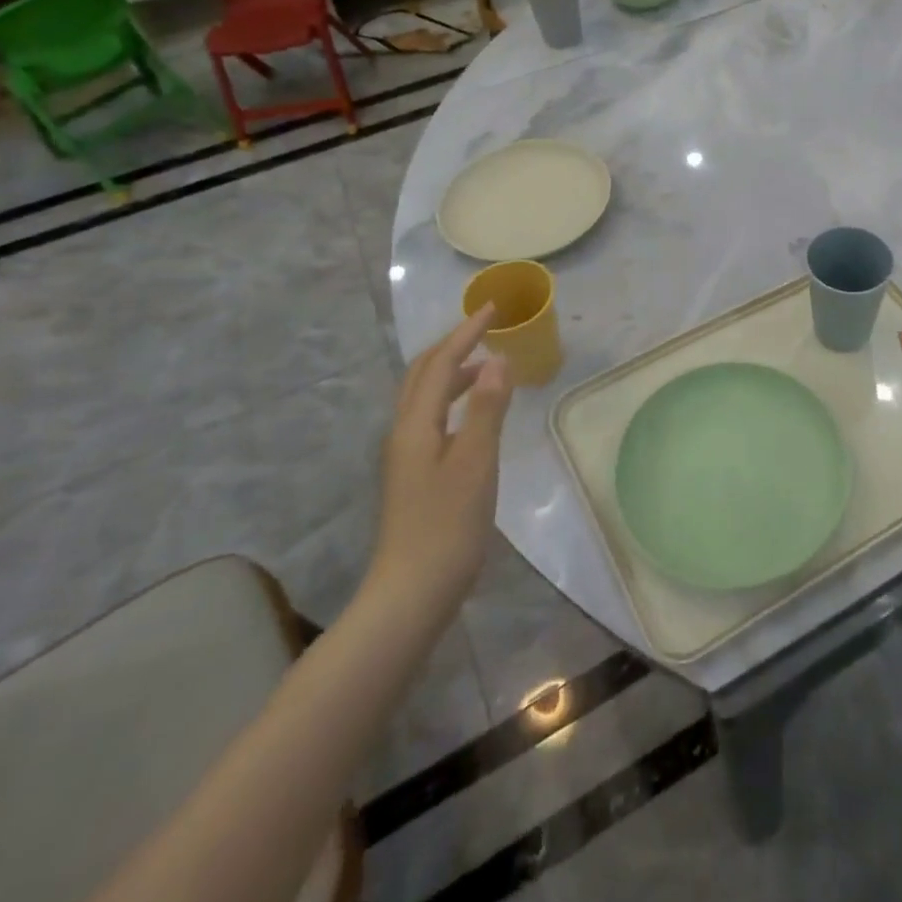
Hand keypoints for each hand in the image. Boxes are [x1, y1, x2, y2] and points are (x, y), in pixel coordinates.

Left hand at [368, 304, 513, 607]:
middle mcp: (404, 432)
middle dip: (453, 345)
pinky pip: (431, 417)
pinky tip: (474, 413)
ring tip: (487, 365)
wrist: (411, 593)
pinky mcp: (413, 474)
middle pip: (423, 373)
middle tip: (486, 328)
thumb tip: (497, 359)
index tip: (493, 308)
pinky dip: (453, 398)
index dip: (467, 332)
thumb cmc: (448, 525)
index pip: (441, 363)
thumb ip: (488, 409)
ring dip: (452, 371)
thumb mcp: (476, 462)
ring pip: (425, 396)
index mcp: (416, 424)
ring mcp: (405, 455)